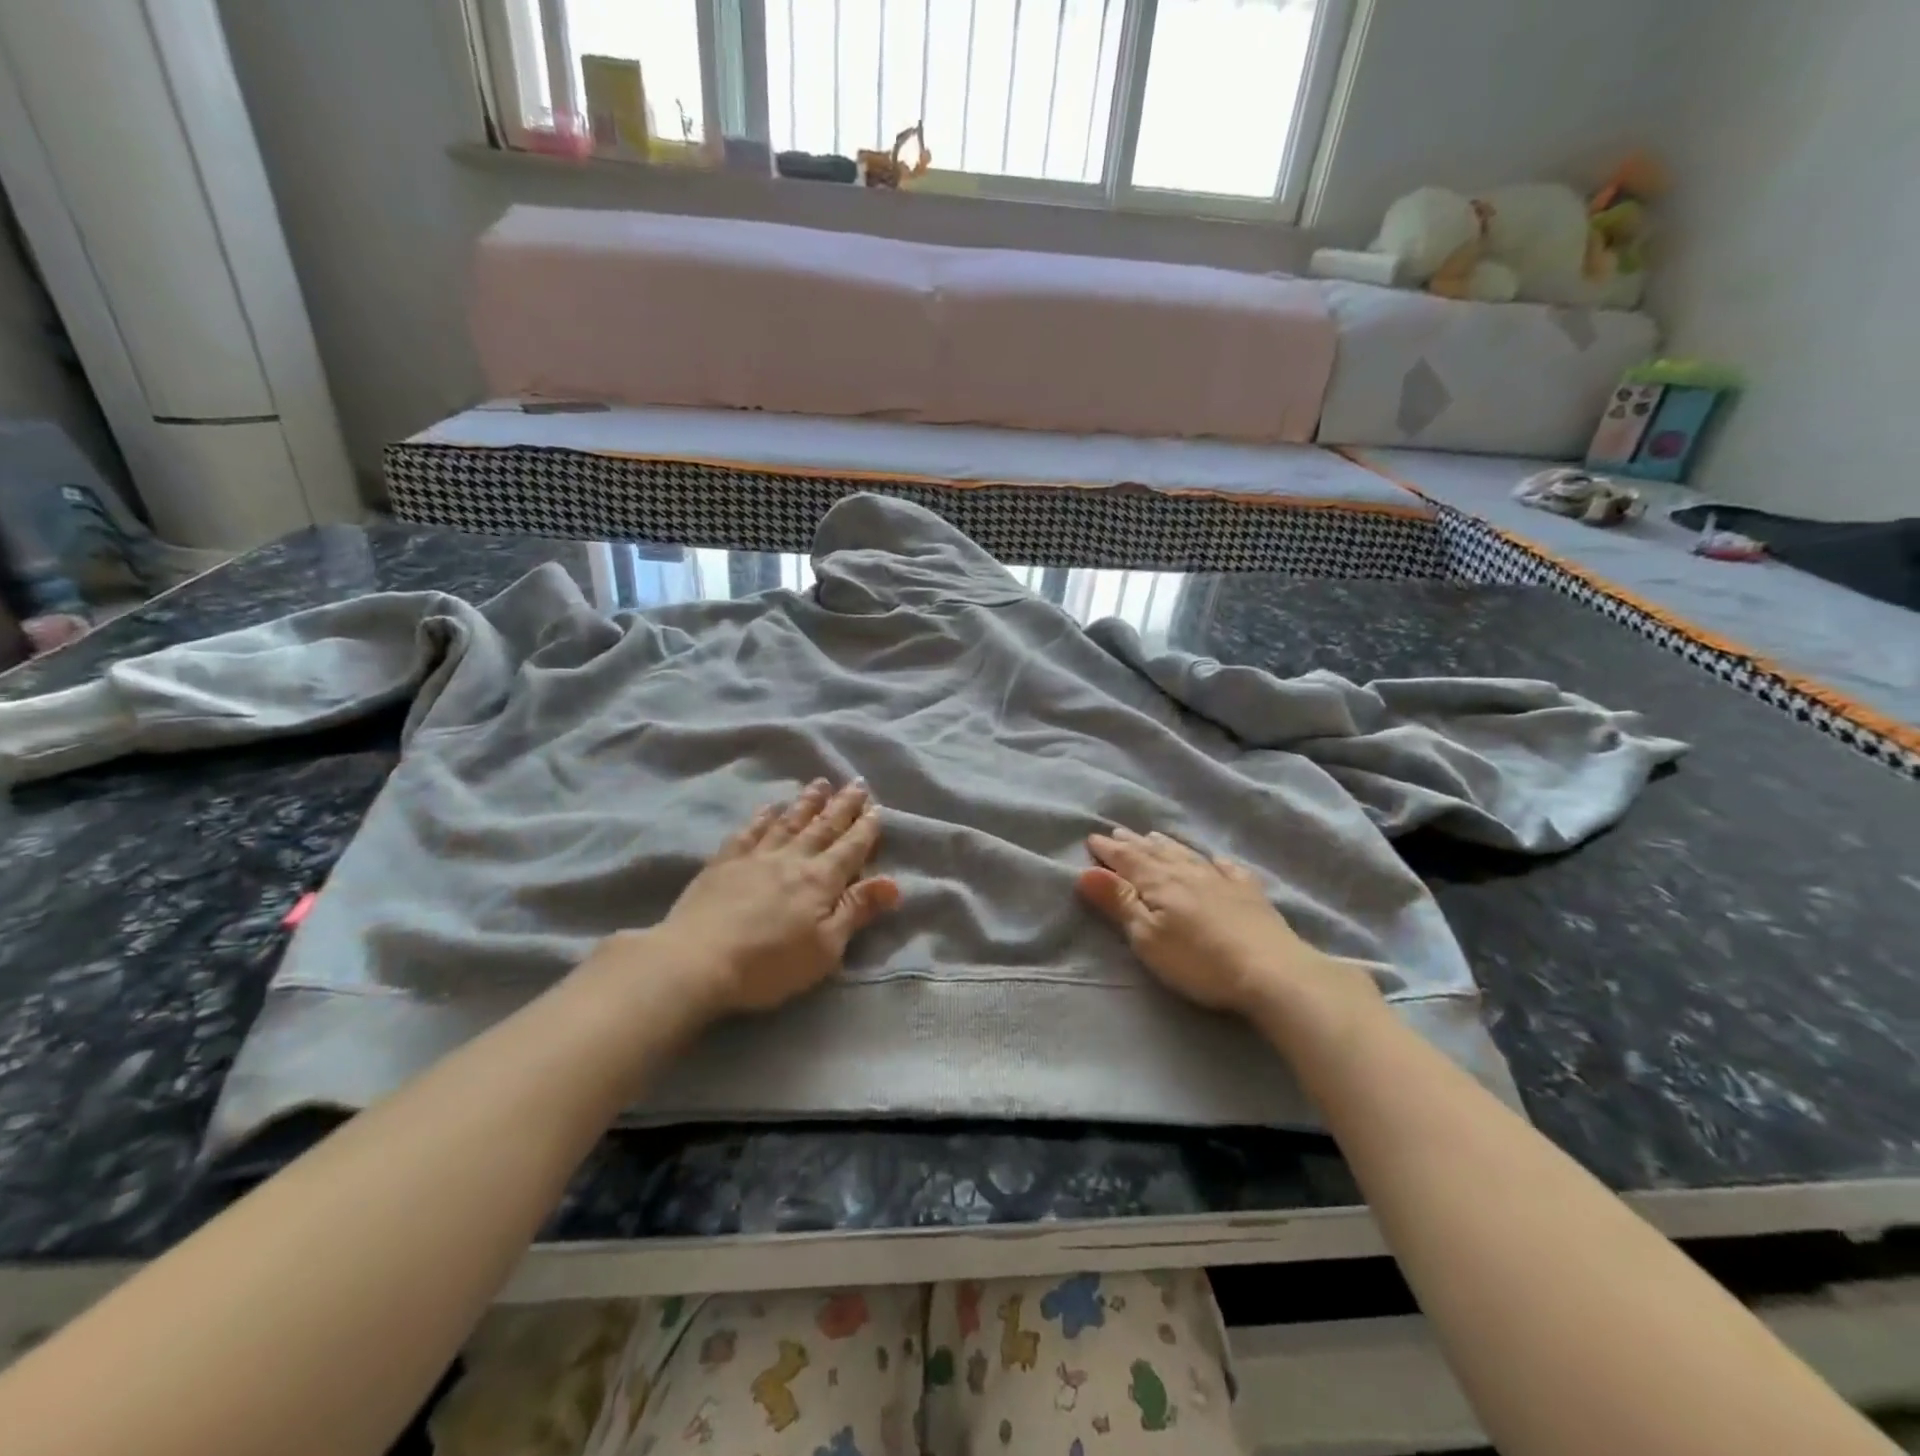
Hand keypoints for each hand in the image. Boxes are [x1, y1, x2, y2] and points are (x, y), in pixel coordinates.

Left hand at [646, 779, 900, 1018]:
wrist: (697, 961)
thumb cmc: (769, 964)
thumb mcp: (825, 948)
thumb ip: (857, 911)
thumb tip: (894, 883)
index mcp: (820, 880)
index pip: (850, 848)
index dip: (866, 828)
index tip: (877, 806)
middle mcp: (792, 859)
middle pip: (823, 827)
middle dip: (842, 806)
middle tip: (855, 783)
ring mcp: (756, 857)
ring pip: (788, 822)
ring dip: (807, 802)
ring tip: (820, 784)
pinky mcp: (724, 863)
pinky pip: (749, 832)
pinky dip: (763, 818)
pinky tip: (770, 808)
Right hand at [1078, 827, 1382, 1028]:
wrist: (1271, 971)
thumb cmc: (1198, 960)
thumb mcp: (1147, 936)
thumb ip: (1118, 902)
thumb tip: (1086, 871)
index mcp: (1159, 882)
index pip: (1127, 860)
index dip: (1108, 850)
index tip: (1092, 838)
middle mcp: (1187, 872)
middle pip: (1155, 852)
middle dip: (1133, 843)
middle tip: (1118, 832)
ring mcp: (1221, 880)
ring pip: (1187, 854)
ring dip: (1166, 845)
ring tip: (1153, 836)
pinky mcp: (1249, 894)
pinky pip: (1228, 868)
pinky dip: (1215, 861)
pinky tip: (1215, 859)